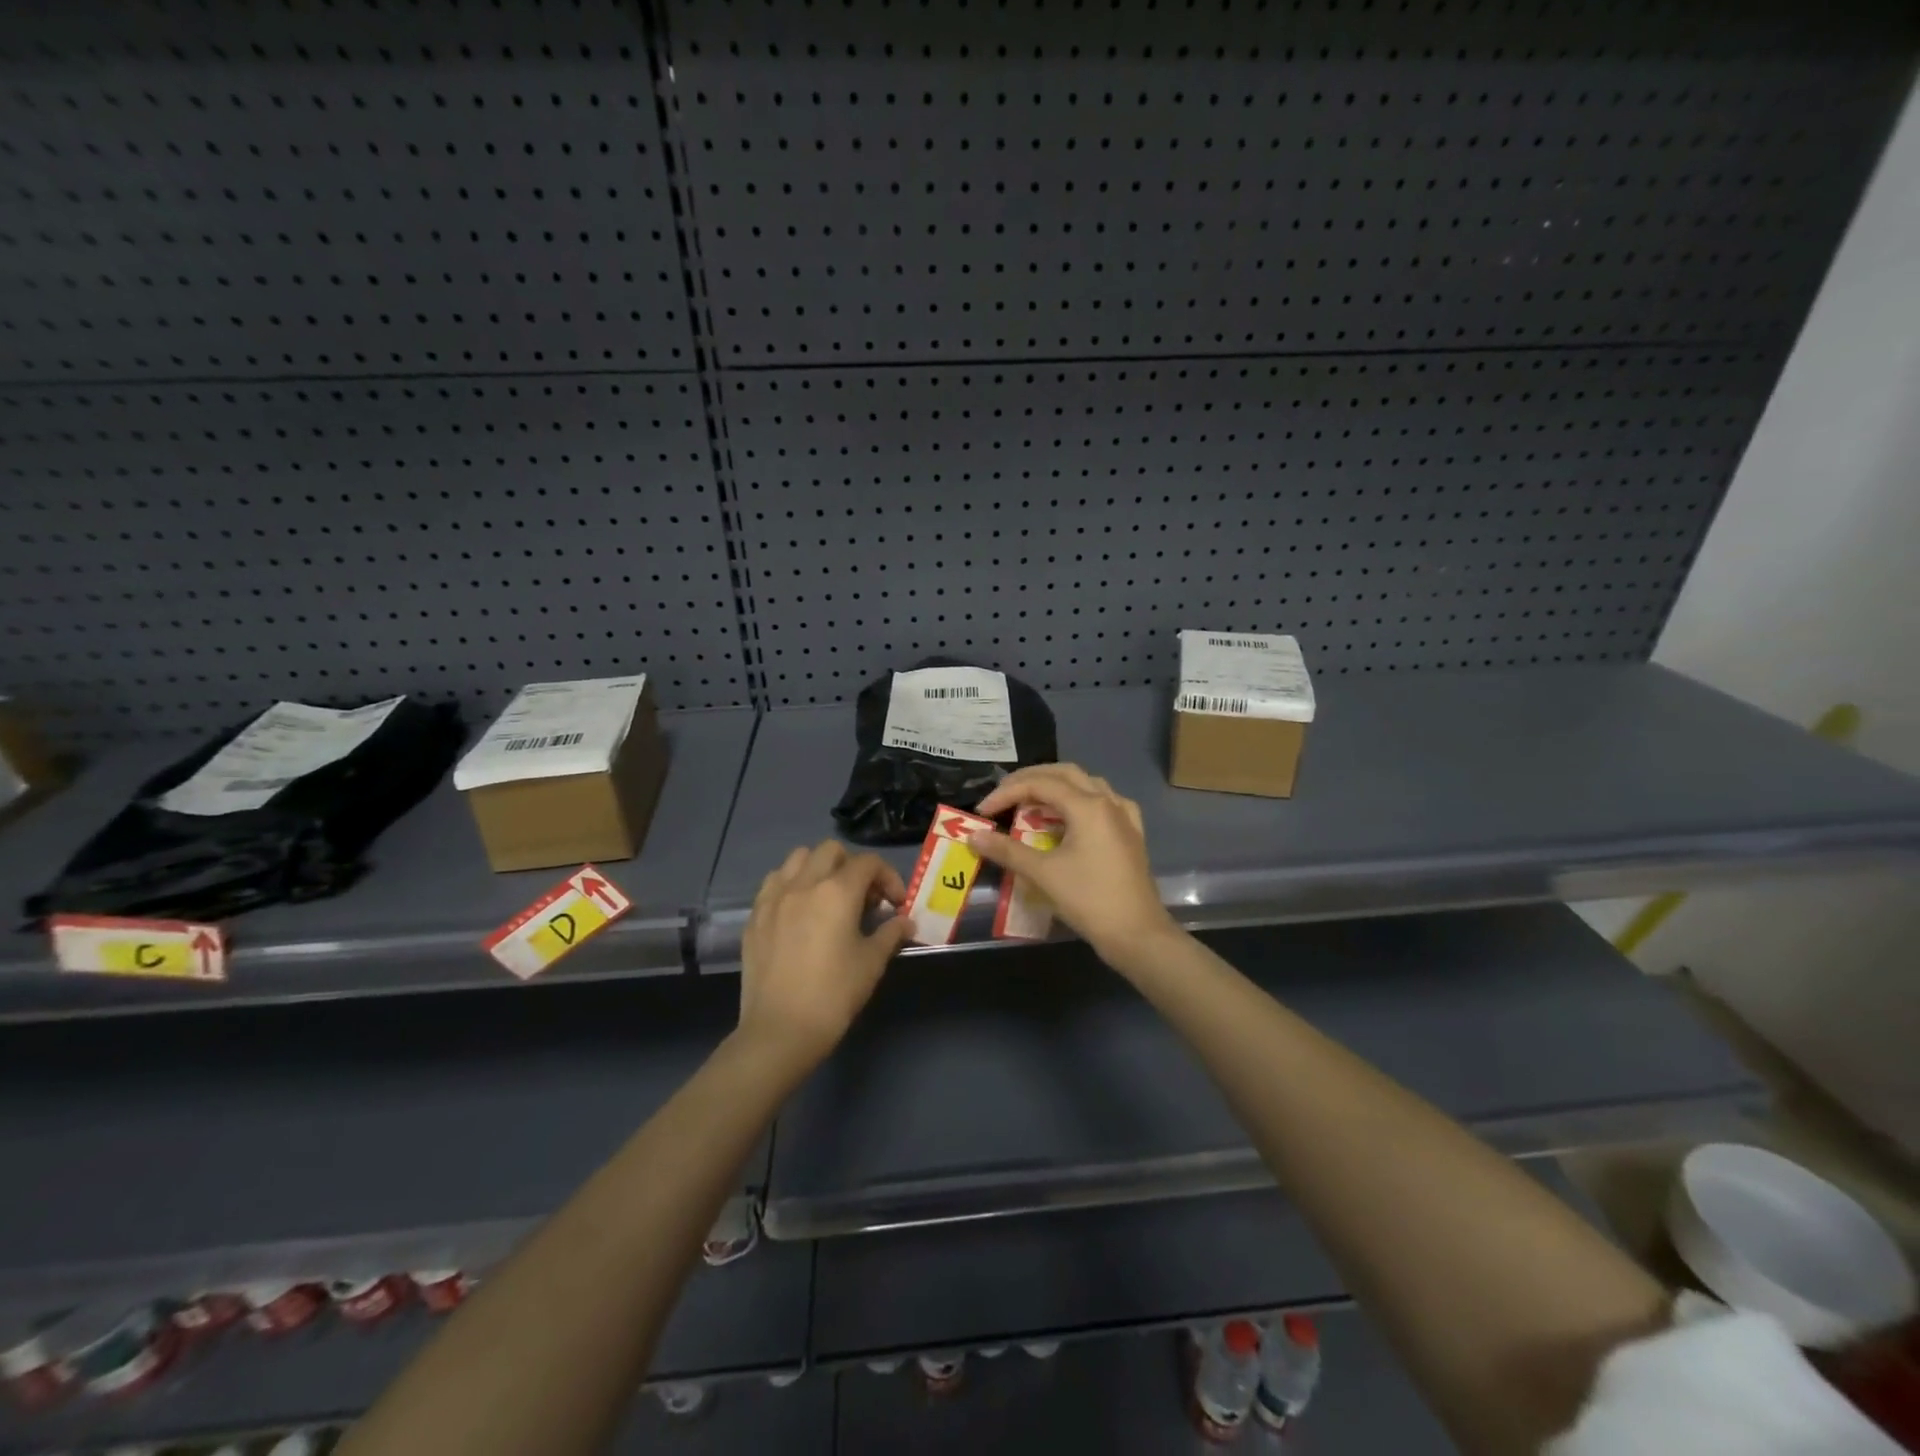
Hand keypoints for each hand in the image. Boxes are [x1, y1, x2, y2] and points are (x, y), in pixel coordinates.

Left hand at [739, 841, 913, 1067]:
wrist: (780, 1030)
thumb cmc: (834, 994)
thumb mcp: (871, 962)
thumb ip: (891, 934)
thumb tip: (905, 922)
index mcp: (837, 891)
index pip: (868, 863)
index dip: (889, 877)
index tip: (895, 904)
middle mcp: (803, 883)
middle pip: (831, 851)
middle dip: (853, 866)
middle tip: (863, 898)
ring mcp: (774, 897)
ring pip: (798, 859)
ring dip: (819, 868)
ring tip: (829, 897)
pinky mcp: (755, 915)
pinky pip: (774, 882)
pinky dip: (792, 884)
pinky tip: (800, 911)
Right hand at [970, 764, 1178, 963]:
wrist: (1137, 933)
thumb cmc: (1089, 900)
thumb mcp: (1043, 874)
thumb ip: (1007, 851)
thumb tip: (973, 836)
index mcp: (1088, 806)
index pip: (1039, 784)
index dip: (1007, 793)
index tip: (984, 811)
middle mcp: (1108, 801)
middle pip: (1064, 774)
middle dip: (1030, 780)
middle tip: (1004, 795)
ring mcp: (1124, 816)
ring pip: (1086, 784)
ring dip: (1056, 786)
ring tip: (1031, 802)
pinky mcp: (1131, 833)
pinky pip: (1104, 802)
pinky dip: (1081, 801)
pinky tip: (1073, 815)